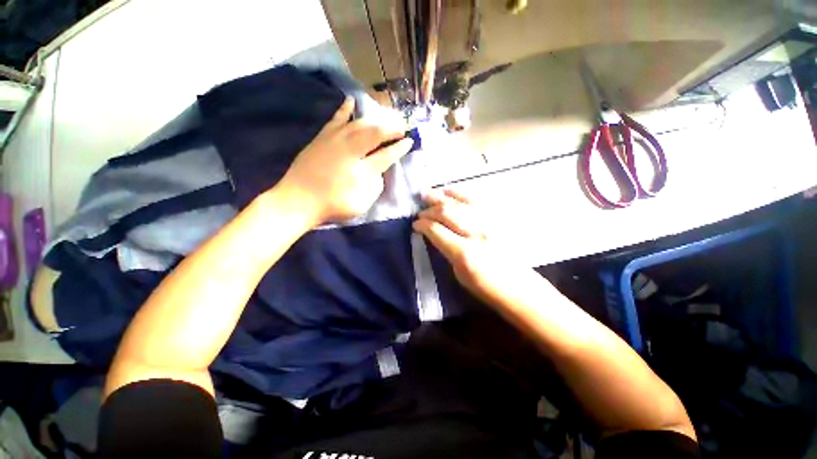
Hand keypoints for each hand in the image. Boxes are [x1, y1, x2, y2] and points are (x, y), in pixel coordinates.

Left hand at [278, 97, 412, 223]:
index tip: (409, 141)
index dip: (400, 148)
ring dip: (375, 119)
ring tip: (386, 117)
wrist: (298, 200)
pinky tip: (352, 101)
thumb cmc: (332, 205)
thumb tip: (379, 171)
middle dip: (392, 127)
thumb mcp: (361, 204)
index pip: (386, 155)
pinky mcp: (322, 137)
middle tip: (402, 125)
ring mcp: (335, 140)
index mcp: (362, 170)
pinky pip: (335, 119)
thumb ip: (375, 187)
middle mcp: (351, 150)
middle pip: (375, 133)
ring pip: (359, 123)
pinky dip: (344, 109)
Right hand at [413, 189, 525, 304]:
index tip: (415, 224)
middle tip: (420, 211)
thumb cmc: (485, 286)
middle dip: (429, 210)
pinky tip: (449, 191)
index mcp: (464, 253)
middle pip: (447, 212)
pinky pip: (476, 199)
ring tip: (428, 194)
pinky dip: (460, 193)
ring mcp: (490, 222)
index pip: (436, 230)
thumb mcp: (458, 273)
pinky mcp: (498, 217)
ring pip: (460, 202)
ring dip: (441, 197)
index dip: (422, 225)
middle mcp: (477, 233)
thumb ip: (445, 249)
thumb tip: (434, 233)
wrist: (518, 287)